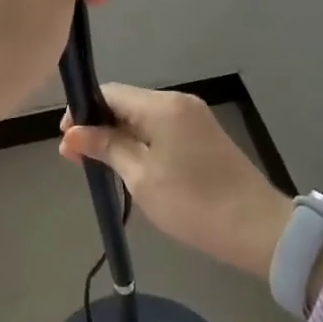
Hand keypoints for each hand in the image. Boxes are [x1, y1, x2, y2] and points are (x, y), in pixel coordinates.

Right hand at [59, 85, 291, 279]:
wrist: (256, 228)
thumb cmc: (192, 202)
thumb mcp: (141, 177)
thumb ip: (106, 147)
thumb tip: (72, 133)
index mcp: (162, 106)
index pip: (110, 93)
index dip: (83, 112)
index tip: (66, 142)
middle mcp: (178, 102)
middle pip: (126, 103)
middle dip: (98, 126)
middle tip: (76, 160)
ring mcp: (194, 118)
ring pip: (142, 117)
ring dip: (118, 137)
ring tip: (99, 166)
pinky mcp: (203, 136)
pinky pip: (160, 129)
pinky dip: (140, 142)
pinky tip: (129, 166)